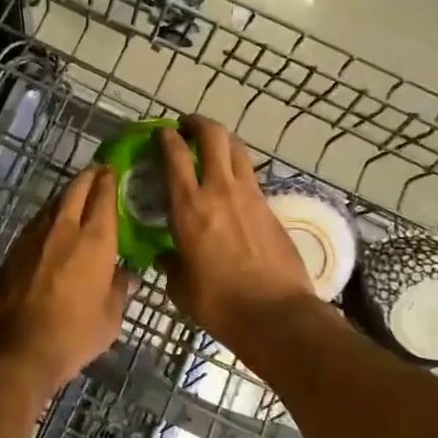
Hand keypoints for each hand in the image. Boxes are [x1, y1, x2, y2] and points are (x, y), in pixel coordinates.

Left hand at [0, 166, 137, 391]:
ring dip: (66, 197)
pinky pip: (35, 225)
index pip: (104, 196)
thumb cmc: (71, 336)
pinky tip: (52, 231)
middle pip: (75, 189)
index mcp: (93, 240)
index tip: (115, 170)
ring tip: (77, 199)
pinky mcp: (11, 251)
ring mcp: (32, 237)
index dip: (110, 179)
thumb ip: (119, 291)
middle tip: (98, 174)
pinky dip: (48, 220)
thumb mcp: (109, 320)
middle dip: (88, 177)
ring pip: (52, 204)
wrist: (12, 350)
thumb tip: (127, 277)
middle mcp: (62, 229)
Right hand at [156, 117, 314, 346]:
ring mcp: (250, 196)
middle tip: (187, 127)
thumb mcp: (181, 287)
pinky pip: (251, 175)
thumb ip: (171, 264)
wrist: (276, 314)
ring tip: (211, 146)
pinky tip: (231, 184)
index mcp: (189, 207)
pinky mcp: (271, 208)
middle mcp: (220, 190)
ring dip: (222, 140)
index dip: (166, 137)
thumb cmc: (219, 303)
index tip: (160, 133)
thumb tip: (167, 256)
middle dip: (198, 124)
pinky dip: (238, 168)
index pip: (174, 156)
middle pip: (213, 136)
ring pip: (237, 149)